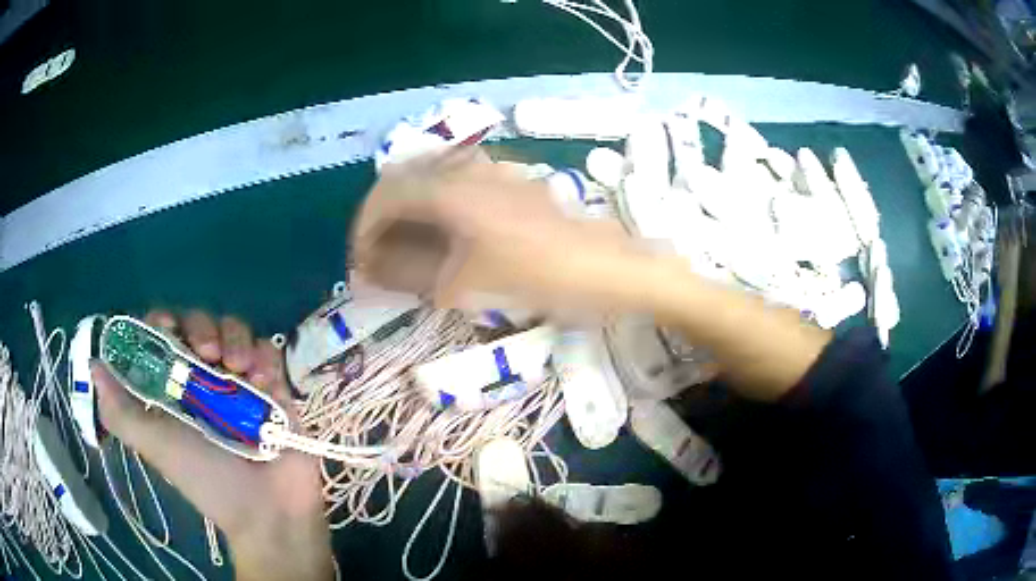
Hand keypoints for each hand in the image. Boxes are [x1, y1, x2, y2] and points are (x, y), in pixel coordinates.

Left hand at [91, 310, 332, 580]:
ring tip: (241, 369)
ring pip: (234, 330)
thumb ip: (121, 412)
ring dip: (235, 338)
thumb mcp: (156, 447)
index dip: (163, 322)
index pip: (162, 335)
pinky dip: (265, 356)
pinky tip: (265, 381)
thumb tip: (93, 366)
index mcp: (173, 388)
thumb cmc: (207, 480)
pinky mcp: (273, 387)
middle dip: (203, 328)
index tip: (170, 331)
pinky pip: (267, 351)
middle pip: (198, 323)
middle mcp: (203, 378)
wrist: (267, 510)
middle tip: (210, 354)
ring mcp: (240, 382)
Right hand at [352, 147, 649, 312]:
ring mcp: (494, 170)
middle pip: (405, 180)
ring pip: (432, 180)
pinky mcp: (512, 180)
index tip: (359, 263)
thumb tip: (367, 273)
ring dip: (411, 212)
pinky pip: (459, 185)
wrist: (608, 269)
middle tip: (380, 256)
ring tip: (408, 250)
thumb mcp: (462, 285)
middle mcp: (468, 166)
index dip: (364, 229)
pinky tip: (445, 237)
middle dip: (384, 218)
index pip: (384, 195)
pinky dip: (438, 208)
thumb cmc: (536, 279)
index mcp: (449, 187)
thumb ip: (407, 274)